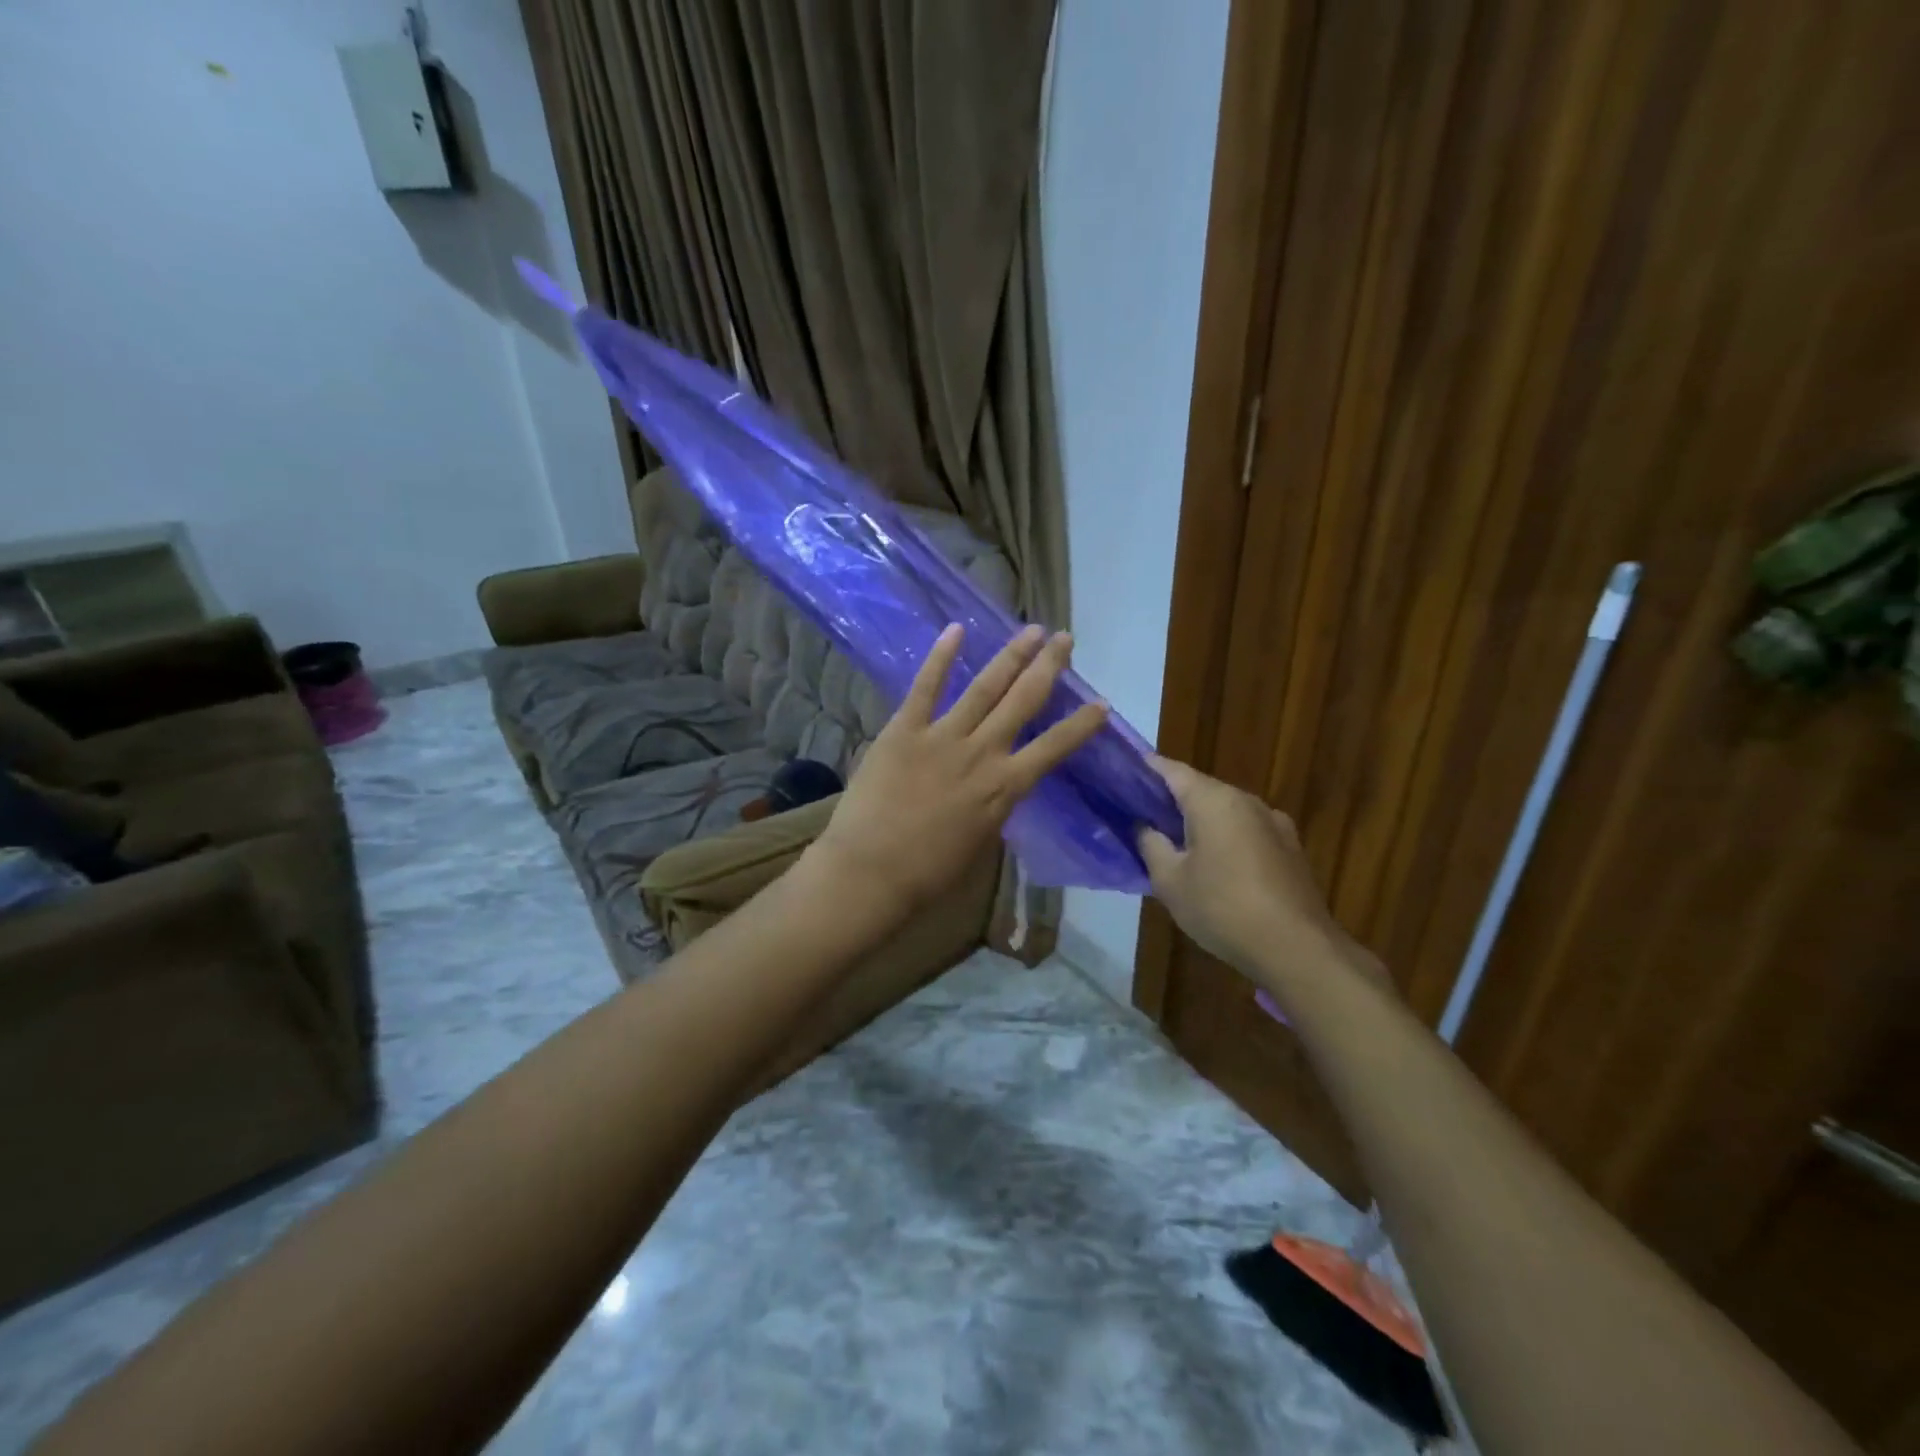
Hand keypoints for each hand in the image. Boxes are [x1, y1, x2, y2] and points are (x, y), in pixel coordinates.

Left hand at [810, 624, 1107, 913]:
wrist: (870, 871)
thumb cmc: (927, 873)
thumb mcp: (978, 844)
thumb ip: (993, 809)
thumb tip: (999, 789)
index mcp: (1004, 788)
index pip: (1054, 748)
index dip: (1081, 724)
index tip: (1101, 702)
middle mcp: (982, 753)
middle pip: (1023, 702)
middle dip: (1048, 667)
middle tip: (1065, 639)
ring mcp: (942, 737)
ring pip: (984, 688)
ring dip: (1011, 656)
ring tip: (1032, 629)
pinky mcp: (904, 730)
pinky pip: (925, 687)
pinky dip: (940, 657)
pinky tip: (956, 629)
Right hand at [1137, 757, 1367, 977]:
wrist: (1297, 949)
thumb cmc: (1222, 908)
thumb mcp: (1170, 881)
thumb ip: (1151, 845)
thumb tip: (1143, 826)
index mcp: (1214, 800)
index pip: (1171, 770)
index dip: (1144, 769)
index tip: (1122, 774)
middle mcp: (1247, 801)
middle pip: (1201, 789)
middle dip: (1171, 799)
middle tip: (1141, 816)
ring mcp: (1274, 824)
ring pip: (1226, 811)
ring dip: (1200, 821)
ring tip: (1176, 844)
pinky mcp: (1290, 849)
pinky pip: (1247, 832)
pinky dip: (1225, 838)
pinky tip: (1215, 867)